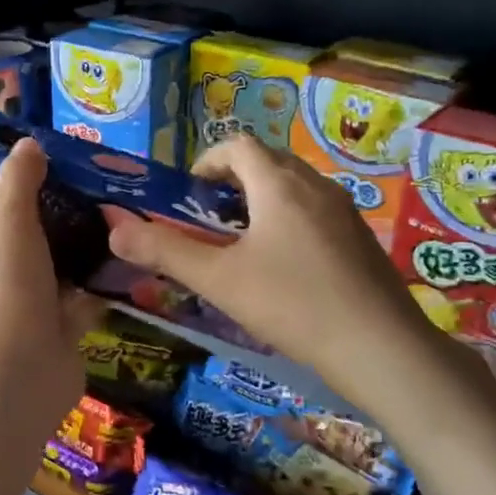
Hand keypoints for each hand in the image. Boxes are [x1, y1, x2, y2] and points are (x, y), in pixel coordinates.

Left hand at [0, 137, 99, 424]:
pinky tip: (130, 261)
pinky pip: (82, 302)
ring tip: (120, 220)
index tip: (49, 181)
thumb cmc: (3, 291)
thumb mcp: (8, 223)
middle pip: (26, 249)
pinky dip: (102, 287)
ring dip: (82, 257)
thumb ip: (18, 182)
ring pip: (57, 276)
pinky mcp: (57, 337)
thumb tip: (28, 143)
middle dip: (56, 230)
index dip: (11, 206)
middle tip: (97, 196)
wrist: (17, 375)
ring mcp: (25, 315)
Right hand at [104, 136, 482, 416]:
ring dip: (261, 199)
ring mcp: (344, 211)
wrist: (381, 348)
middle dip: (233, 179)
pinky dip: (288, 219)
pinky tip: (282, 266)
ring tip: (240, 241)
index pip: (238, 145)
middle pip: (268, 161)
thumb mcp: (218, 279)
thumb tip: (114, 229)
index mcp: (278, 185)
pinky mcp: (360, 239)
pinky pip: (315, 210)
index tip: (189, 192)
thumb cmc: (292, 305)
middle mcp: (315, 186)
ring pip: (294, 186)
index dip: (208, 160)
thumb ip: (164, 251)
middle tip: (209, 216)